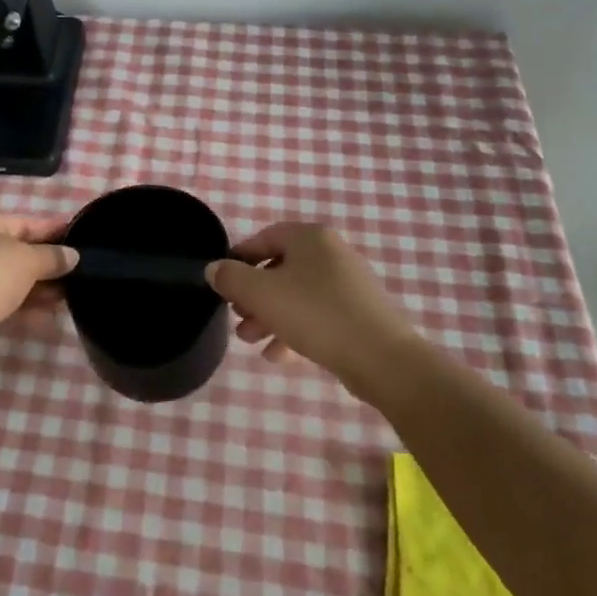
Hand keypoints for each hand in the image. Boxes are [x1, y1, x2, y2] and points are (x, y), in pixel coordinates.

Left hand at [0, 211, 76, 367]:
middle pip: (16, 251)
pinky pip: (0, 299)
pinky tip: (47, 314)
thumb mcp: (27, 261)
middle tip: (77, 272)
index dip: (53, 230)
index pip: (24, 222)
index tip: (79, 238)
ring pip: (9, 278)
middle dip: (46, 263)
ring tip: (68, 295)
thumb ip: (52, 257)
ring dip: (37, 286)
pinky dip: (22, 303)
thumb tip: (73, 256)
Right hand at [205, 223, 416, 392]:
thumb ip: (231, 278)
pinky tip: (279, 355)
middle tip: (237, 318)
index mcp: (310, 237)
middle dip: (253, 296)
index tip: (222, 283)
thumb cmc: (316, 314)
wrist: (382, 358)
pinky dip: (294, 330)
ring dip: (269, 316)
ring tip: (251, 342)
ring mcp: (347, 284)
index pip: (264, 237)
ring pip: (296, 294)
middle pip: (279, 268)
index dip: (238, 258)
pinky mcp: (357, 313)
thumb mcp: (262, 294)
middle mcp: (331, 253)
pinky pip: (316, 315)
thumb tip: (214, 269)